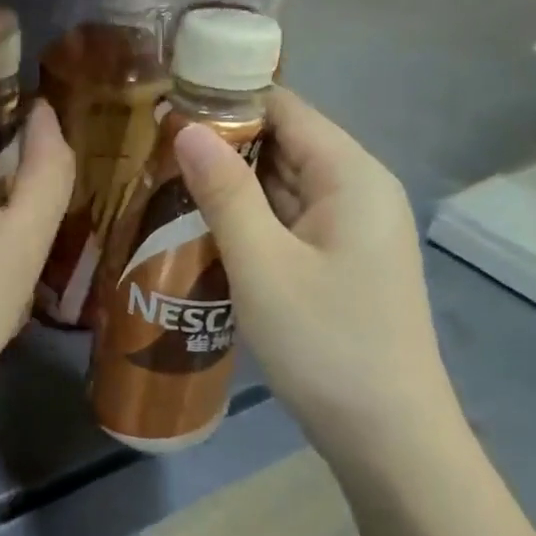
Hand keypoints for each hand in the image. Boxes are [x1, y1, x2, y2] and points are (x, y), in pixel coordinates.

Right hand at [173, 88, 454, 456]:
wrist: (386, 435)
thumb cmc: (325, 343)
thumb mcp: (263, 265)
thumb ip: (225, 192)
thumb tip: (187, 127)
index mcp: (352, 177)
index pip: (287, 109)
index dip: (228, 100)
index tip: (166, 105)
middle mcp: (358, 194)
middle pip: (284, 147)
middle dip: (221, 146)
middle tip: (149, 151)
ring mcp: (349, 234)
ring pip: (282, 190)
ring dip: (229, 188)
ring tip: (160, 186)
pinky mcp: (337, 266)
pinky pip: (286, 226)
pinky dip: (246, 223)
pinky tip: (199, 232)